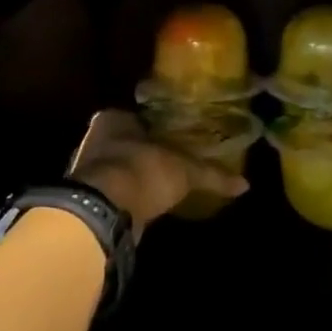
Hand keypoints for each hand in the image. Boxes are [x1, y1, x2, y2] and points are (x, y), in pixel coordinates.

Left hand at [67, 110, 247, 233]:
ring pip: (119, 170)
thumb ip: (212, 174)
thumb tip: (244, 184)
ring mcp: (87, 172)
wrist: (104, 212)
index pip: (138, 118)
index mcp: (113, 119)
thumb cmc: (143, 171)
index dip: (157, 129)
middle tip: (173, 162)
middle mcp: (95, 140)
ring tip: (164, 186)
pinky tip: (148, 206)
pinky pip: (116, 195)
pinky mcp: (88, 201)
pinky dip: (130, 200)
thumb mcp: (185, 170)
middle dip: (146, 153)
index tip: (176, 139)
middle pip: (127, 144)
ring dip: (137, 179)